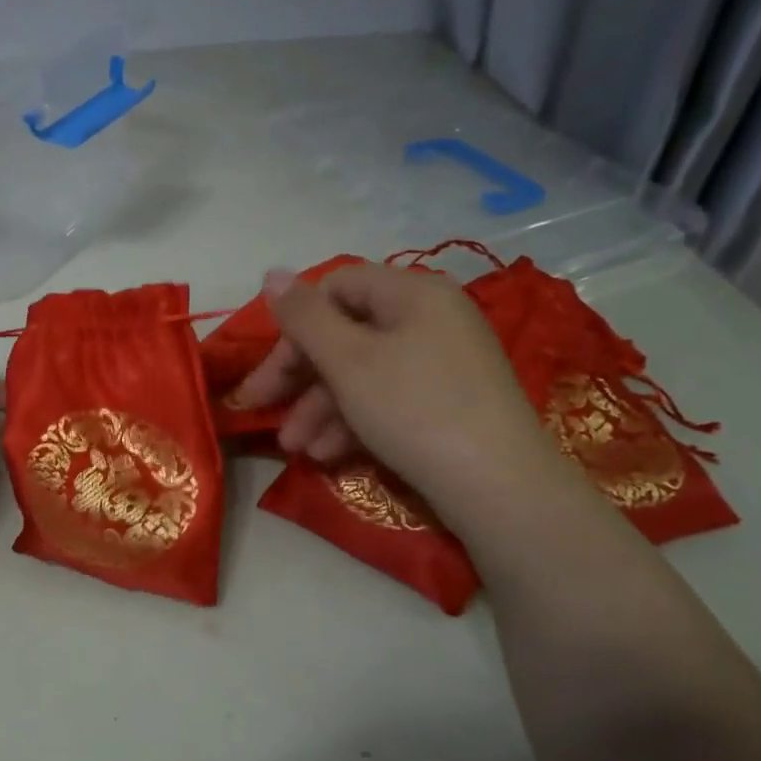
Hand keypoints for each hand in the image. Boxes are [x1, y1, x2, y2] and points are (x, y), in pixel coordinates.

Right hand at [229, 263, 568, 514]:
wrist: (499, 488)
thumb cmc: (414, 409)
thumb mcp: (347, 360)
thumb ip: (303, 316)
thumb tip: (271, 273)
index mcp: (411, 292)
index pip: (335, 286)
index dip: (294, 324)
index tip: (268, 367)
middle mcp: (430, 317)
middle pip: (345, 333)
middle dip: (299, 376)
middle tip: (261, 408)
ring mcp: (442, 361)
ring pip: (362, 372)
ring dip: (320, 408)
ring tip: (295, 448)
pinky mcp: (447, 401)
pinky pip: (387, 397)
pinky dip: (353, 421)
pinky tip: (327, 456)